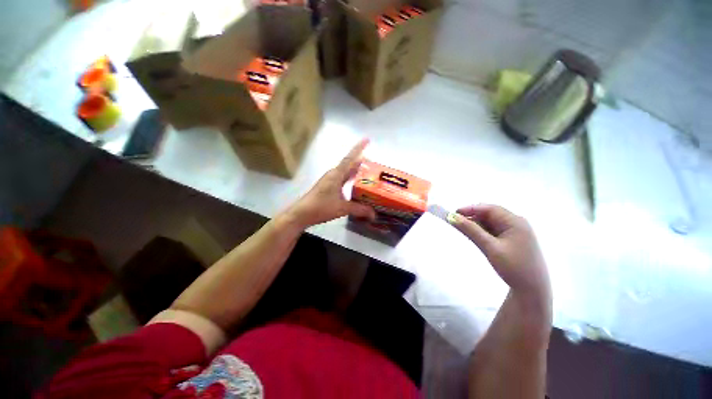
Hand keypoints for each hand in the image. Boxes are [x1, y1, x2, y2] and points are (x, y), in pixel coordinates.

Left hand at [289, 139, 376, 227]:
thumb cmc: (320, 207)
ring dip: (356, 171)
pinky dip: (351, 180)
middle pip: (349, 164)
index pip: (350, 158)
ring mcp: (330, 180)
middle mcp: (334, 174)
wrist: (302, 213)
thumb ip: (359, 209)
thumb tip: (373, 213)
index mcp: (336, 174)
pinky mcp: (328, 187)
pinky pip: (343, 179)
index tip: (367, 139)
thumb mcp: (342, 208)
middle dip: (361, 162)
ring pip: (346, 172)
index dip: (359, 148)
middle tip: (374, 164)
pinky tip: (356, 185)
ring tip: (369, 174)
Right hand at [450, 204, 550, 305]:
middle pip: (490, 214)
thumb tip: (452, 218)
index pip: (489, 208)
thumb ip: (471, 230)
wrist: (533, 290)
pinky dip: (483, 231)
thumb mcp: (490, 247)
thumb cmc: (513, 267)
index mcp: (515, 221)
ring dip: (476, 225)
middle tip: (456, 222)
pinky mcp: (513, 240)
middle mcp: (517, 223)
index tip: (453, 214)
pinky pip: (494, 230)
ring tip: (463, 230)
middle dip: (472, 217)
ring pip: (491, 222)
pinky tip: (475, 236)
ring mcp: (516, 231)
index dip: (470, 209)